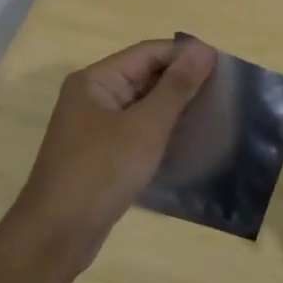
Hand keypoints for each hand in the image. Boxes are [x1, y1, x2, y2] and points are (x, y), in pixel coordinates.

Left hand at [12, 38, 216, 249]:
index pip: (148, 52)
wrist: (57, 234)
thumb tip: (203, 48)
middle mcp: (92, 97)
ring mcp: (95, 127)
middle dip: (182, 81)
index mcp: (96, 80)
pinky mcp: (101, 154)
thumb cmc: (100, 172)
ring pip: (142, 105)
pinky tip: (188, 140)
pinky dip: (161, 130)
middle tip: (225, 92)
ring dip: (174, 107)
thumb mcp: (145, 127)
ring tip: (214, 113)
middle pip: (144, 76)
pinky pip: (137, 130)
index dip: (185, 56)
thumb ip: (176, 87)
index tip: (225, 67)